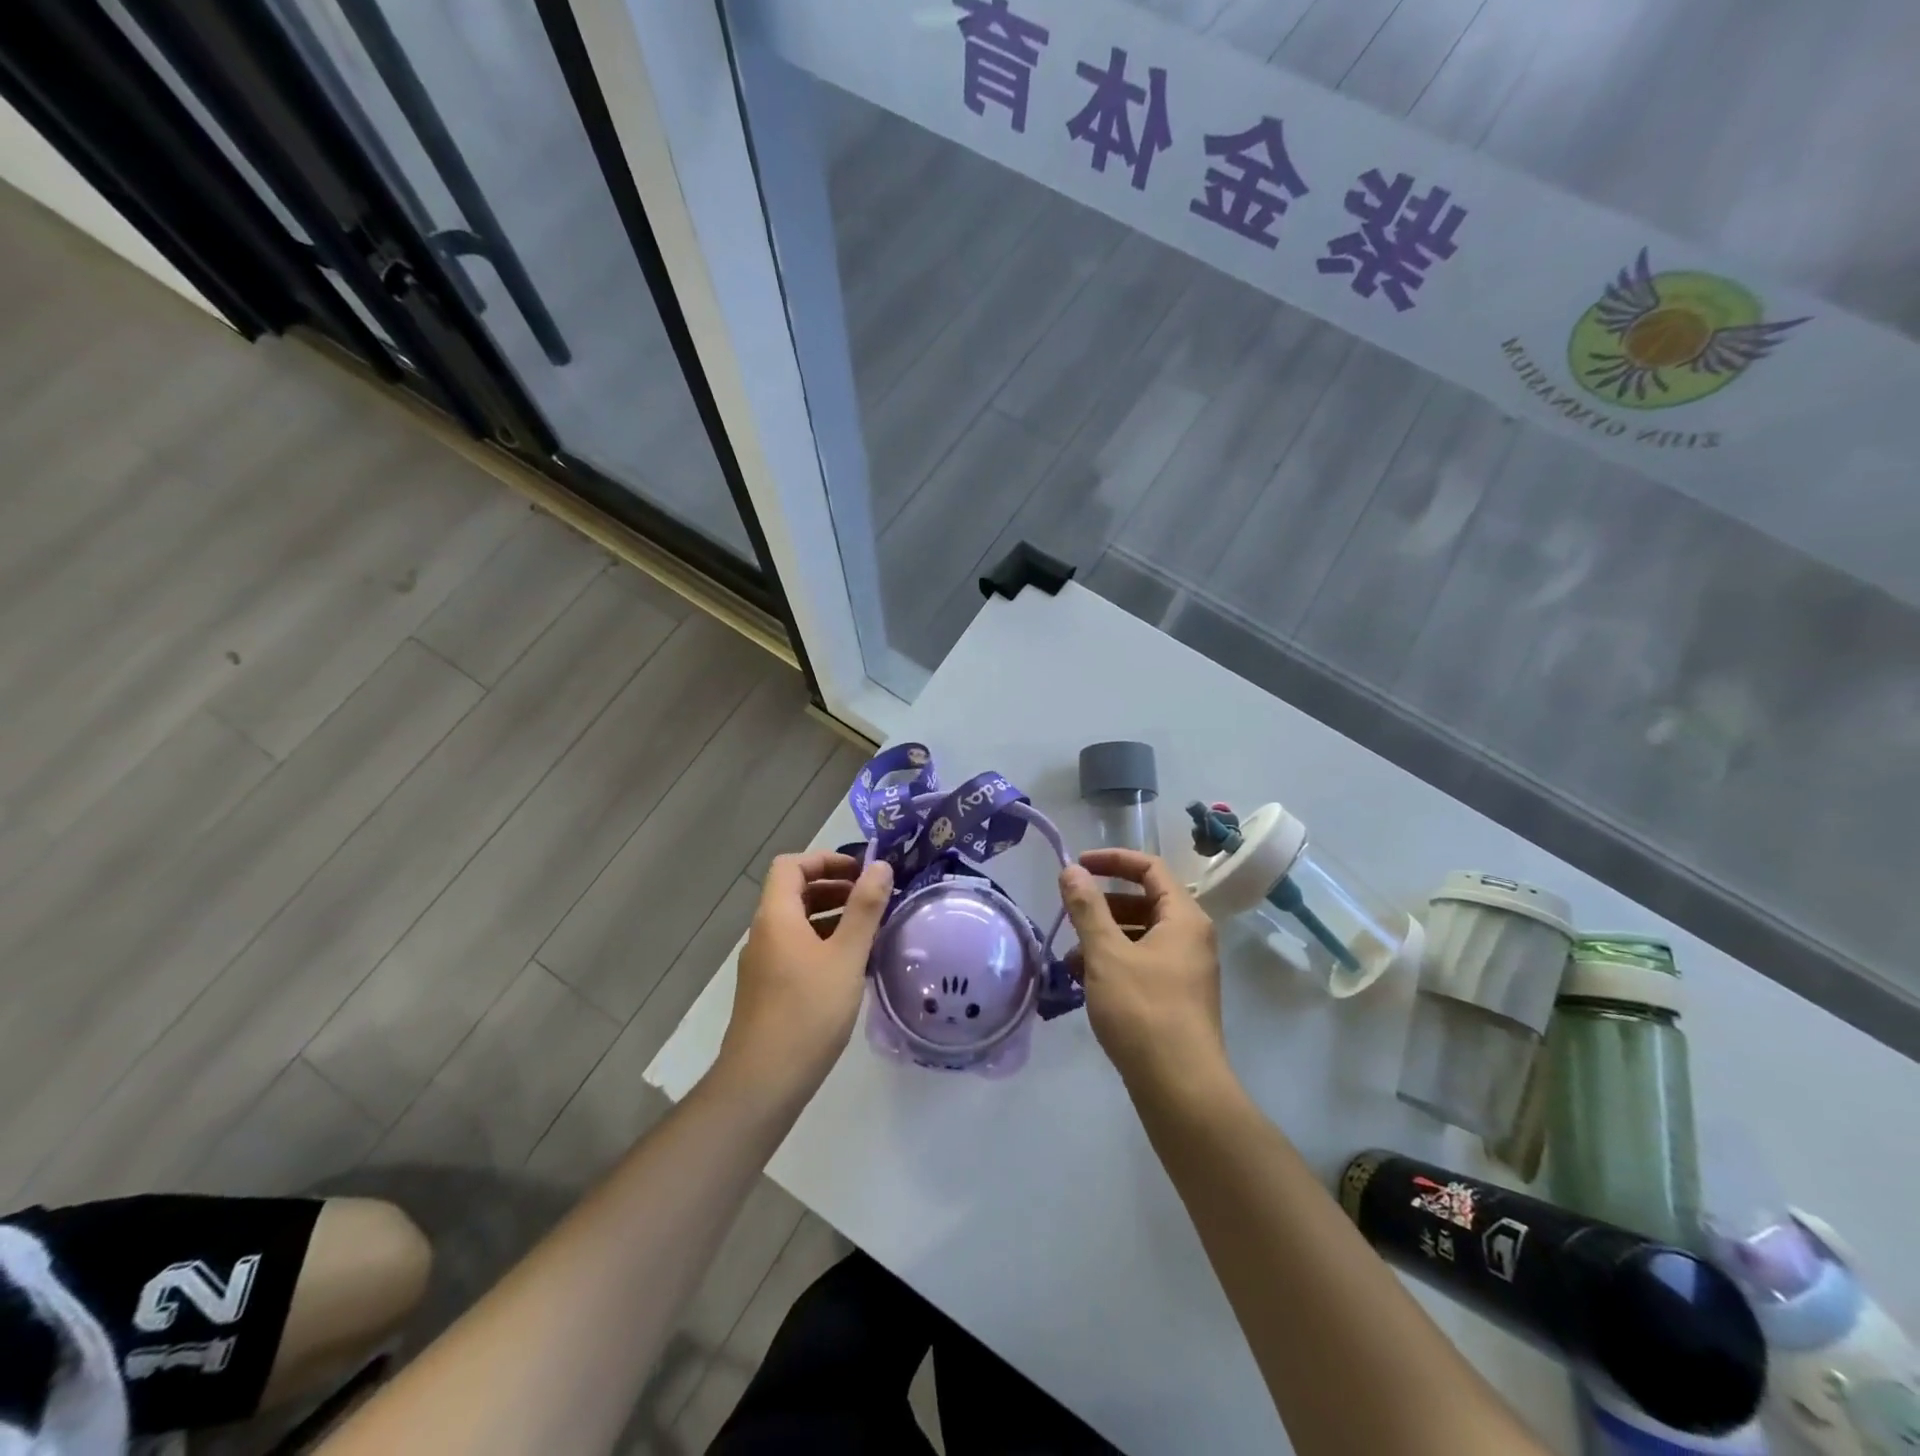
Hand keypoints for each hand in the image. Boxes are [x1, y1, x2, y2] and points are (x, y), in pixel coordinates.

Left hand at [717, 850, 892, 1102]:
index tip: (861, 872)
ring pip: (797, 923)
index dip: (825, 859)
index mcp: (776, 917)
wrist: (763, 1082)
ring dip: (831, 916)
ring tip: (869, 929)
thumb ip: (865, 909)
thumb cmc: (808, 1012)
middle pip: (794, 892)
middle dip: (834, 887)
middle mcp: (764, 933)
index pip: (791, 865)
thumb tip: (880, 866)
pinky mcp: (768, 989)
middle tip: (873, 898)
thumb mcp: (846, 957)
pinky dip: (823, 943)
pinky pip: (796, 949)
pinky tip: (852, 966)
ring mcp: (763, 963)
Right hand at [1060, 849, 1224, 1088]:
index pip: (1150, 868)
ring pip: (1140, 936)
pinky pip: (1142, 964)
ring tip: (1070, 960)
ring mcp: (1186, 970)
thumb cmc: (1143, 1010)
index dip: (1112, 860)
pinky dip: (1114, 964)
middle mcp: (1191, 938)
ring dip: (1103, 939)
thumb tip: (1071, 871)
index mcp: (1184, 918)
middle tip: (1070, 918)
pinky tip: (1085, 983)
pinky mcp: (1176, 998)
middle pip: (1144, 902)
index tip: (1078, 866)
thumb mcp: (1107, 954)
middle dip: (1102, 906)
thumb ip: (1087, 908)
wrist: (1181, 1088)